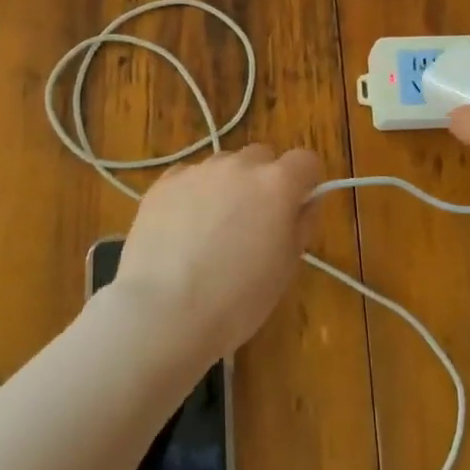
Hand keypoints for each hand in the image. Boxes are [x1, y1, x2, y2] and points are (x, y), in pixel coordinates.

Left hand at [113, 144, 322, 362]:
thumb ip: (302, 223)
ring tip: (212, 227)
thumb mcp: (287, 266)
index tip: (298, 205)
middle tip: (254, 220)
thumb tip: (306, 202)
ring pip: (223, 166)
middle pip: (262, 157)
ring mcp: (198, 171)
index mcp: (278, 183)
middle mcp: (239, 166)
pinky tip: (183, 228)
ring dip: (228, 185)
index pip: (305, 160)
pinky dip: (193, 194)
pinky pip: (188, 177)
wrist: (165, 312)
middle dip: (264, 180)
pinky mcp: (163, 183)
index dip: (306, 181)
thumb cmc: (238, 298)